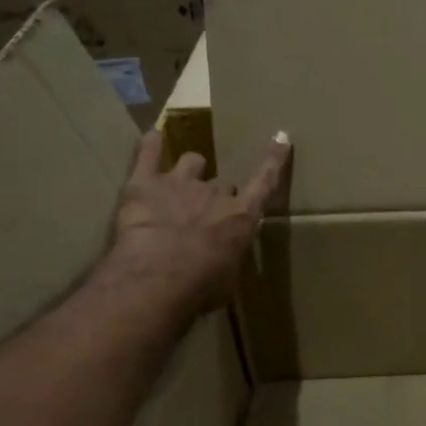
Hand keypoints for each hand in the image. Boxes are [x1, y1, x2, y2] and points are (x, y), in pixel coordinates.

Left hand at [90, 128, 290, 316]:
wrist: (157, 278)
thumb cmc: (200, 288)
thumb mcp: (227, 280)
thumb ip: (228, 259)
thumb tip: (221, 262)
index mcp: (241, 217)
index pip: (265, 182)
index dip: (273, 160)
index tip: (280, 138)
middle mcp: (216, 193)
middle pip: (222, 183)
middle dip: (215, 195)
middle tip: (203, 217)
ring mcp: (180, 183)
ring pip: (192, 161)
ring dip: (189, 171)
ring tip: (179, 185)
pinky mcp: (144, 183)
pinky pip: (148, 153)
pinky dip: (152, 145)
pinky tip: (153, 137)